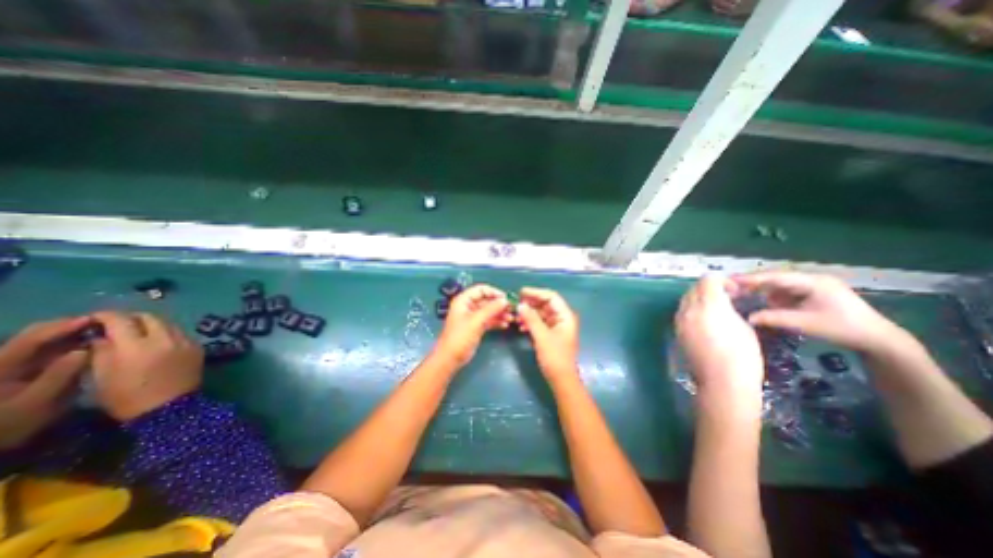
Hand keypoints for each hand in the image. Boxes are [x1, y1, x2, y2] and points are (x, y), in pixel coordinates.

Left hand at [1, 317, 89, 448]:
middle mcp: (5, 361)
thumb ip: (59, 376)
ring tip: (100, 331)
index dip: (62, 327)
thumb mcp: (35, 404)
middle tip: (103, 323)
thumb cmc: (9, 425)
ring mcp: (12, 365)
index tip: (94, 319)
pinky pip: (46, 350)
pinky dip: (69, 344)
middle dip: (68, 327)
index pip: (31, 339)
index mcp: (1, 366)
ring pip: (42, 341)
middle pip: (34, 335)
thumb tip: (85, 350)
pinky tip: (89, 344)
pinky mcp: (23, 370)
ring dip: (71, 334)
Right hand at [88, 312, 201, 419]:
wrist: (169, 407)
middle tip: (118, 324)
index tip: (95, 318)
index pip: (121, 321)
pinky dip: (167, 333)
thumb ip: (101, 351)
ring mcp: (186, 341)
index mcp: (136, 346)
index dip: (106, 316)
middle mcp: (165, 339)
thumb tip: (101, 336)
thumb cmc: (127, 397)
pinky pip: (180, 333)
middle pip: (150, 317)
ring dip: (152, 324)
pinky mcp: (197, 346)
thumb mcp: (102, 376)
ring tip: (138, 332)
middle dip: (132, 318)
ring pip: (168, 323)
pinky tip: (158, 342)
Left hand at [434, 285, 511, 367]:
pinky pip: (488, 320)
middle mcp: (468, 306)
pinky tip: (505, 324)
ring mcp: (472, 317)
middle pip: (486, 300)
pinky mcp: (476, 327)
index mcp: (463, 300)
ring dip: (500, 313)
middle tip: (511, 309)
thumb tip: (505, 300)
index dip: (493, 292)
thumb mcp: (476, 321)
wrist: (450, 358)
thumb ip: (491, 309)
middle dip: (499, 304)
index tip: (506, 298)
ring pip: (489, 311)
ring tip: (511, 318)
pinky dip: (496, 321)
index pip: (481, 289)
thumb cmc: (460, 337)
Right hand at [520, 287, 583, 383]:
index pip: (551, 297)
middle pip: (546, 304)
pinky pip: (540, 323)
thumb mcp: (542, 337)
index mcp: (565, 316)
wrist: (561, 379)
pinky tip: (521, 327)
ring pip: (542, 314)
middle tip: (516, 304)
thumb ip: (531, 319)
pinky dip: (531, 323)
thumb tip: (520, 305)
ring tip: (516, 317)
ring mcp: (557, 326)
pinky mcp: (551, 334)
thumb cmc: (554, 357)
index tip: (521, 292)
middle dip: (531, 304)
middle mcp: (562, 318)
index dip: (536, 292)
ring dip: (529, 314)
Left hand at [678, 274, 762, 395]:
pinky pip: (682, 312)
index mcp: (708, 305)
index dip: (722, 281)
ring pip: (686, 300)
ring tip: (715, 308)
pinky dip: (692, 310)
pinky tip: (704, 320)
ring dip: (699, 298)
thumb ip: (728, 308)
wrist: (721, 380)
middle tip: (726, 297)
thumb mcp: (743, 326)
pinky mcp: (677, 331)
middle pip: (694, 288)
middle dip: (709, 288)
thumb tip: (723, 303)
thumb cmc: (741, 355)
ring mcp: (679, 320)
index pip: (708, 280)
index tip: (734, 291)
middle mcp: (689, 309)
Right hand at [726, 273, 901, 354]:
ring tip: (740, 292)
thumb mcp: (806, 324)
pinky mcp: (810, 294)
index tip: (730, 280)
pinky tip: (759, 300)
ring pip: (778, 284)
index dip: (752, 278)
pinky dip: (770, 295)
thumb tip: (748, 317)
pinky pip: (784, 291)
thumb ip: (775, 318)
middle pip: (775, 278)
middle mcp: (811, 280)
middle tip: (730, 285)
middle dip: (752, 282)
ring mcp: (811, 286)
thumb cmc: (843, 329)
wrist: (877, 340)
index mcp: (813, 282)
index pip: (776, 277)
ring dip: (760, 288)